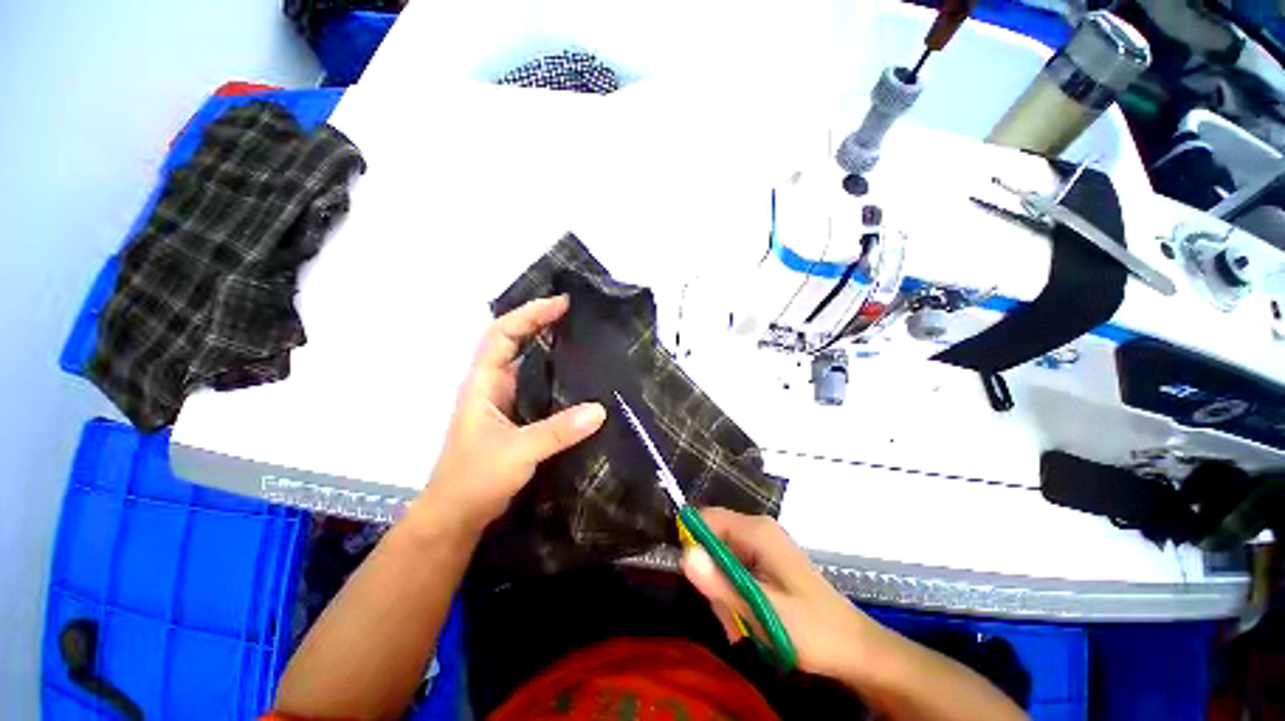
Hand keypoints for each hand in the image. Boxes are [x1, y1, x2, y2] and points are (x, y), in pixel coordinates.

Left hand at [416, 295, 605, 533]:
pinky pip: (540, 389)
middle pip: (517, 343)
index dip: (530, 314)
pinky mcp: (518, 418)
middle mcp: (494, 385)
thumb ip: (558, 431)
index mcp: (483, 382)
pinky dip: (558, 378)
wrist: (457, 516)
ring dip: (553, 351)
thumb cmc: (475, 479)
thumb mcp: (517, 451)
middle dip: (544, 324)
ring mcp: (507, 402)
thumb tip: (601, 409)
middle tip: (580, 317)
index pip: (503, 333)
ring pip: (530, 366)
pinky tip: (581, 381)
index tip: (562, 304)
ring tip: (587, 342)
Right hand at [681, 508, 888, 681]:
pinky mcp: (768, 562)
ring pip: (723, 559)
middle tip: (725, 617)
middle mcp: (758, 531)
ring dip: (723, 592)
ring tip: (738, 628)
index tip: (696, 581)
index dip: (693, 544)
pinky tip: (746, 622)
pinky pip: (737, 570)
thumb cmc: (813, 630)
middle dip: (711, 578)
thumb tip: (684, 555)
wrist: (855, 649)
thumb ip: (722, 584)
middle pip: (713, 540)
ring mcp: (764, 546)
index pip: (707, 518)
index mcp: (757, 532)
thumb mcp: (762, 611)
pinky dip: (735, 595)